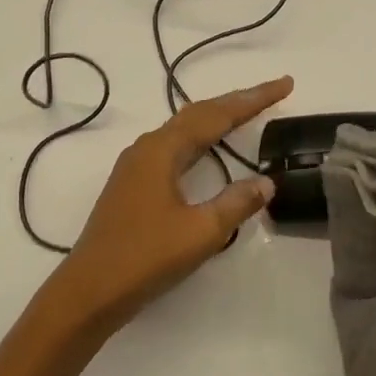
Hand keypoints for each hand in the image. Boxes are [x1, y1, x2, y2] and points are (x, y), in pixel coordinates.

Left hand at [45, 77, 293, 332]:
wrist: (90, 290)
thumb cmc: (146, 257)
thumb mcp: (201, 232)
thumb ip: (236, 203)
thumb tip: (266, 182)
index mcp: (161, 150)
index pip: (216, 114)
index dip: (253, 99)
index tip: (285, 84)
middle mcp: (146, 149)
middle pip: (197, 115)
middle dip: (236, 103)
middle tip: (272, 94)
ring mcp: (135, 167)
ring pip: (183, 131)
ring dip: (216, 119)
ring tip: (245, 113)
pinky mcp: (132, 186)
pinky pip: (174, 149)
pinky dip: (199, 141)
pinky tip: (206, 151)